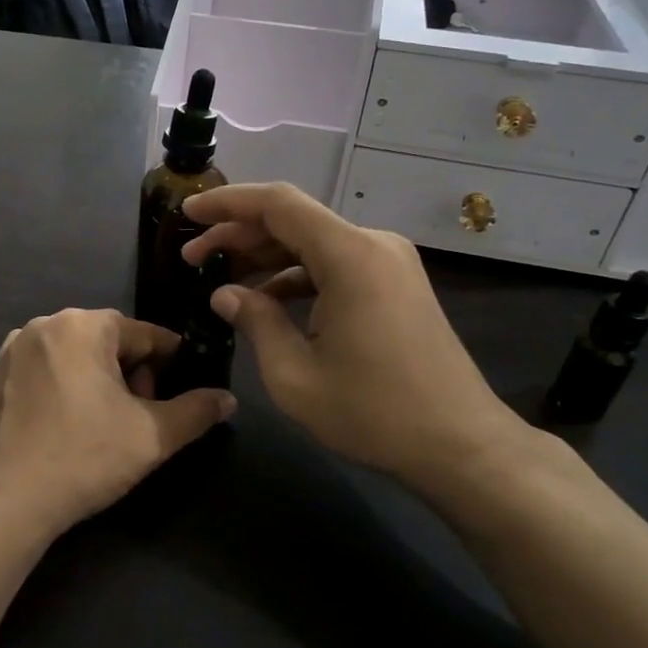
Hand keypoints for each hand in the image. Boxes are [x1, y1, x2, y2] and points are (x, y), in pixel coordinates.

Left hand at [0, 309, 235, 539]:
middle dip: (132, 374)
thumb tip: (228, 399)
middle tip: (141, 416)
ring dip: (99, 381)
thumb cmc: (85, 457)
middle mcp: (43, 325)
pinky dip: (65, 389)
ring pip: (75, 356)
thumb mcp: (152, 436)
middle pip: (107, 342)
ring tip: (107, 425)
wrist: (6, 501)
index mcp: (82, 325)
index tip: (180, 393)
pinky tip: (70, 428)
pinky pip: (45, 372)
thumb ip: (196, 411)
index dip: (170, 363)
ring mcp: (12, 351)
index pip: (145, 334)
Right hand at [182, 183, 528, 493]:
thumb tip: (224, 294)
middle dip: (239, 234)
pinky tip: (267, 299)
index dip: (227, 204)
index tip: (186, 214)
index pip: (278, 204)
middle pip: (294, 220)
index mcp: (350, 256)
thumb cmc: (374, 413)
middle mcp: (373, 244)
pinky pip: (336, 264)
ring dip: (266, 256)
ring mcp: (389, 263)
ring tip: (221, 278)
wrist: (461, 444)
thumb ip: (256, 322)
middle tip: (193, 258)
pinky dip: (297, 274)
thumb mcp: (294, 375)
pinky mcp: (395, 284)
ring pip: (314, 242)